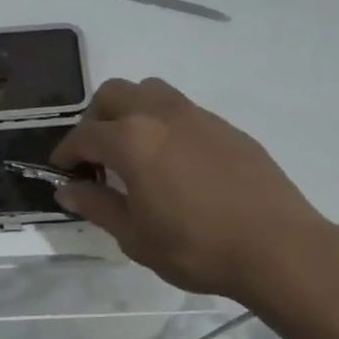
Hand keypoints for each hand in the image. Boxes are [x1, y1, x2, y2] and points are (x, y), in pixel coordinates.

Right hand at [52, 77, 338, 304]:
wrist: (278, 247)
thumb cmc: (196, 247)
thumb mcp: (135, 236)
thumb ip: (97, 205)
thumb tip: (67, 189)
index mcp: (131, 140)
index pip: (84, 135)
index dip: (66, 152)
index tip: (61, 171)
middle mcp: (160, 114)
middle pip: (113, 94)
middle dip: (94, 119)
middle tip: (95, 155)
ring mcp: (197, 115)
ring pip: (150, 91)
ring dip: (130, 110)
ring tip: (133, 149)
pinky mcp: (226, 126)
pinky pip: (182, 109)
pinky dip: (163, 123)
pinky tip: (173, 161)